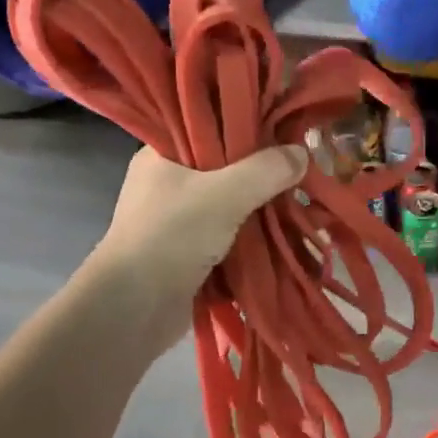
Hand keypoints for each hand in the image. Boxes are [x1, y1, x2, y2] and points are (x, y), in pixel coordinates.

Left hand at [82, 143, 308, 347]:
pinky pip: (232, 237)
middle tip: (303, 170)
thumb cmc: (171, 236)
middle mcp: (169, 185)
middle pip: (227, 169)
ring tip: (304, 203)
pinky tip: (288, 235)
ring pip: (233, 206)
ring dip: (264, 210)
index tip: (285, 130)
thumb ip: (266, 170)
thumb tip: (303, 153)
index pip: (209, 128)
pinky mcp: (191, 255)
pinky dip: (257, 239)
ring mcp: (179, 222)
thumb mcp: (225, 193)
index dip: (247, 127)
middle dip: (265, 174)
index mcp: (162, 155)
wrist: (133, 309)